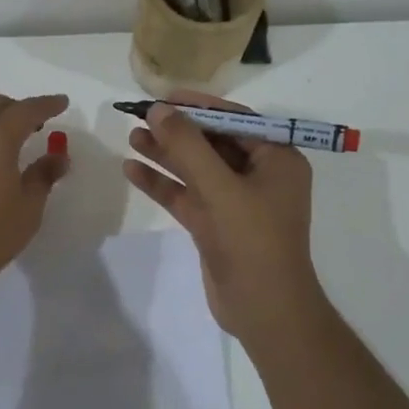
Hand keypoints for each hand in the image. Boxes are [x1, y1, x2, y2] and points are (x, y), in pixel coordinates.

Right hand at [122, 91, 326, 342]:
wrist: (265, 311)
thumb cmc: (253, 241)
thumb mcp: (220, 188)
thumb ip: (187, 146)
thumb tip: (158, 109)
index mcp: (277, 159)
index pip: (235, 120)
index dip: (198, 106)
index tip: (163, 97)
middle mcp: (259, 175)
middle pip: (212, 142)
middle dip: (176, 130)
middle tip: (139, 116)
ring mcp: (236, 201)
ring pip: (196, 169)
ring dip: (165, 154)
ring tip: (131, 137)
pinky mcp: (216, 224)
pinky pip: (187, 195)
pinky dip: (162, 183)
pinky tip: (132, 170)